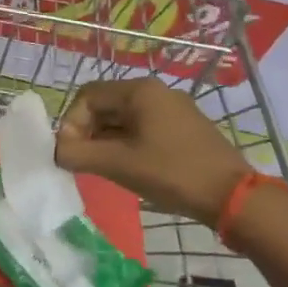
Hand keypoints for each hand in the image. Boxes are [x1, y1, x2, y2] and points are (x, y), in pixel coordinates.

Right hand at [55, 78, 248, 224]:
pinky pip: (142, 128)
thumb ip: (79, 154)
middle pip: (105, 105)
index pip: (87, 96)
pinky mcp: (183, 127)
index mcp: (139, 91)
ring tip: (103, 168)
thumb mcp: (118, 164)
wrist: (231, 196)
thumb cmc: (171, 173)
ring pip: (123, 118)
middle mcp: (155, 91)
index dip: (71, 123)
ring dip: (105, 140)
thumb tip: (56, 150)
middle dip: (87, 132)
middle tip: (83, 162)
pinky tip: (128, 168)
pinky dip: (126, 144)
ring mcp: (172, 109)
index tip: (70, 153)